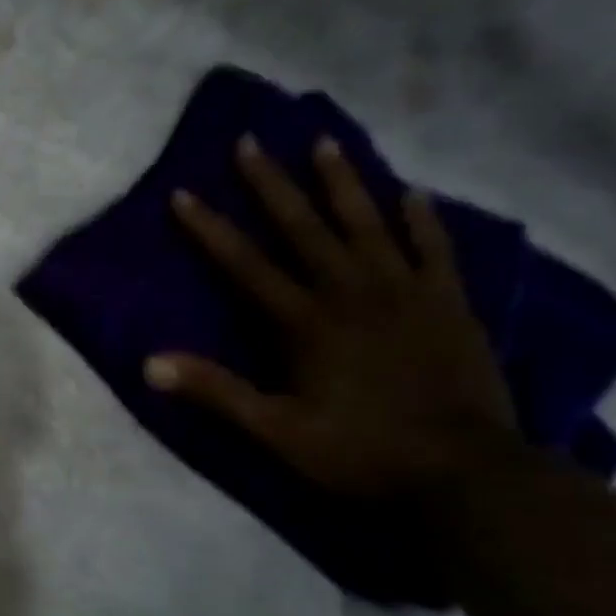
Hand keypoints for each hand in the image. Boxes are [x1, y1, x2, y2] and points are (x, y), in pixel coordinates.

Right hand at [146, 134, 520, 497]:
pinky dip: (420, 220)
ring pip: (368, 224)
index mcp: (305, 322)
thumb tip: (148, 364)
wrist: (467, 474)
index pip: (245, 265)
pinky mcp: (449, 304)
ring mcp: (406, 294)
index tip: (182, 193)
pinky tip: (410, 193)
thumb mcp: (275, 430)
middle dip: (272, 184)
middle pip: (304, 228)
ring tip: (325, 141)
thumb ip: (215, 392)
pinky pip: (433, 249)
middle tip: (251, 141)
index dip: (209, 229)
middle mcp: (352, 293)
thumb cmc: (359, 451)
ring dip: (343, 182)